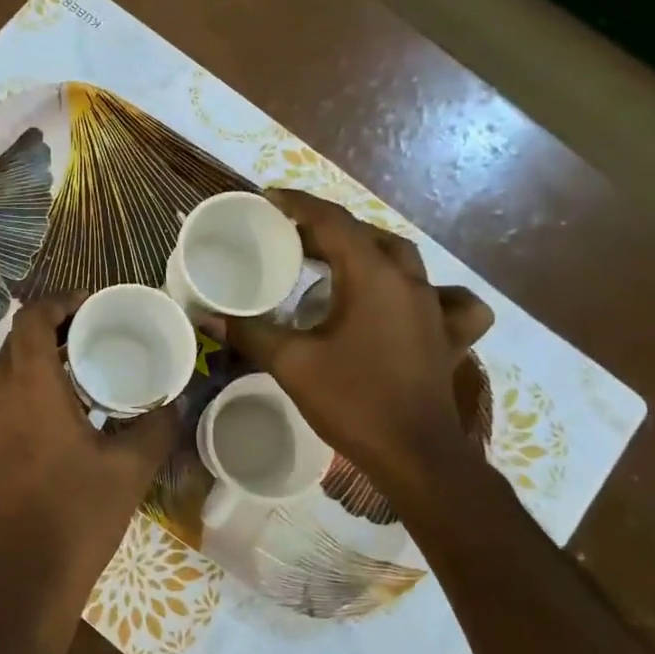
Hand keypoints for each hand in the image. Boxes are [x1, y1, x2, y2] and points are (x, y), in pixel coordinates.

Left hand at [0, 294, 176, 653]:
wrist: (20, 590)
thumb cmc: (77, 519)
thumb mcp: (129, 471)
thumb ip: (157, 426)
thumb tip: (178, 399)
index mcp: (30, 389)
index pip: (31, 319)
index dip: (59, 302)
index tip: (90, 307)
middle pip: (16, 344)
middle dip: (52, 333)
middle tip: (91, 340)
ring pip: (4, 378)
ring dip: (37, 368)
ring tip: (78, 381)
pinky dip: (24, 400)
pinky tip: (55, 430)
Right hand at [211, 190, 493, 491]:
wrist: (414, 455)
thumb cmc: (353, 402)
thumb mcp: (292, 364)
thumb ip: (249, 332)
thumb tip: (206, 315)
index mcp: (372, 276)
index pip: (332, 222)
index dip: (298, 204)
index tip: (269, 198)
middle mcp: (408, 281)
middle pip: (366, 236)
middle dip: (326, 229)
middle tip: (289, 239)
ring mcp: (434, 307)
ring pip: (402, 259)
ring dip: (367, 250)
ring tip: (335, 262)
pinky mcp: (448, 335)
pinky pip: (447, 298)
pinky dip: (427, 290)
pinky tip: (411, 301)